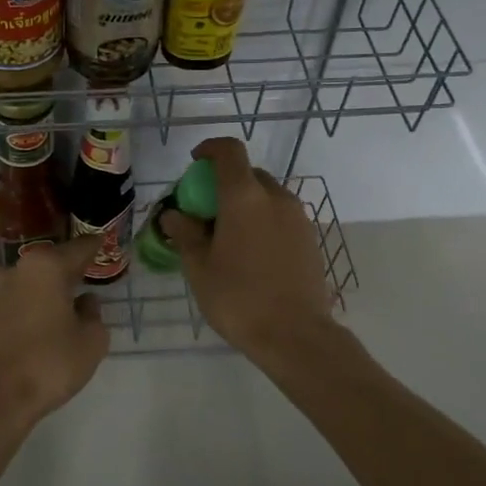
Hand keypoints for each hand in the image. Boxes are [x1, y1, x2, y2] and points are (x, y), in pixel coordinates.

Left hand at [0, 235, 110, 435]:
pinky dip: (37, 301)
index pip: (80, 248)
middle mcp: (18, 268)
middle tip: (92, 270)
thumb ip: (94, 315)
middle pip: (53, 260)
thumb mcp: (91, 341)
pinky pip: (21, 297)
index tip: (106, 243)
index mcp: (46, 266)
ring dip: (52, 285)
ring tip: (73, 295)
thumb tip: (85, 303)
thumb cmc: (50, 362)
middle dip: (72, 266)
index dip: (96, 246)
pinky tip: (50, 314)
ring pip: (34, 279)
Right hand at [162, 137, 335, 359]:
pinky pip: (281, 216)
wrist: (296, 336)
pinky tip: (251, 254)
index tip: (195, 162)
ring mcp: (298, 217)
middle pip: (248, 174)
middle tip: (205, 210)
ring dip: (245, 203)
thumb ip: (185, 233)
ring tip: (227, 236)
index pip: (229, 151)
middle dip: (224, 183)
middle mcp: (275, 197)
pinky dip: (262, 221)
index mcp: (244, 197)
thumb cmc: (238, 298)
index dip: (210, 149)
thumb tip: (174, 215)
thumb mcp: (199, 267)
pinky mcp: (311, 238)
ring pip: (266, 196)